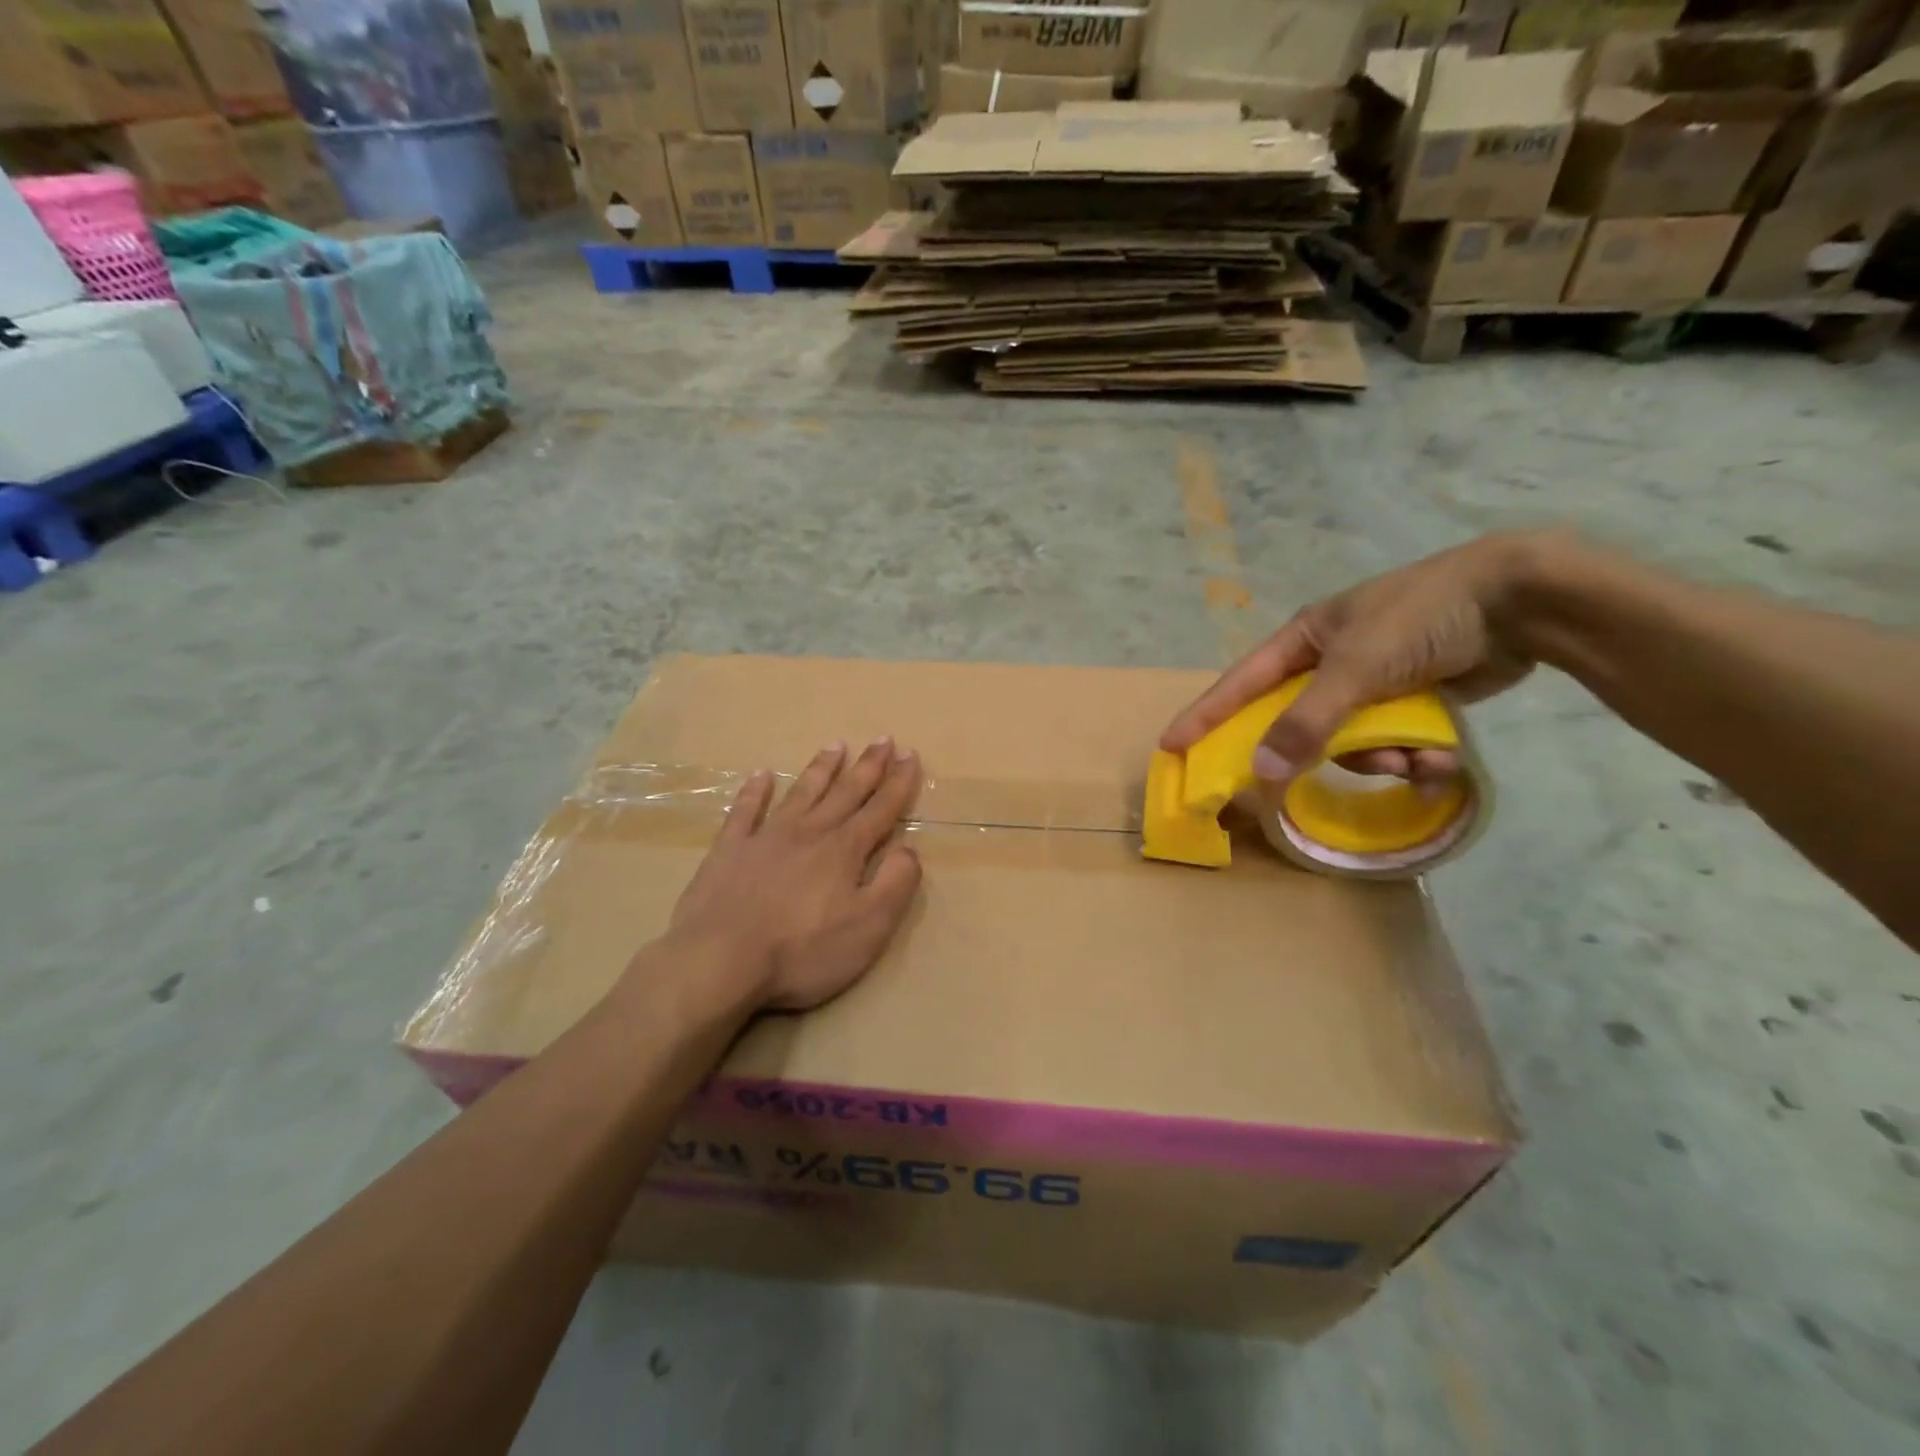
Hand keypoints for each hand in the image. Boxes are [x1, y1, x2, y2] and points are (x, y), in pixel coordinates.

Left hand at [665, 739, 923, 1011]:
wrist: (720, 959)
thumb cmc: (802, 949)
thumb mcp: (869, 926)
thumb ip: (896, 883)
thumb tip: (909, 848)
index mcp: (845, 850)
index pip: (881, 809)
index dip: (899, 782)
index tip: (910, 754)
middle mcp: (809, 832)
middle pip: (845, 792)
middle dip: (868, 766)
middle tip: (883, 739)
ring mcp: (766, 837)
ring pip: (801, 793)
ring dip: (821, 768)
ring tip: (836, 744)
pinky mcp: (729, 850)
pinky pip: (745, 811)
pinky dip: (754, 791)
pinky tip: (760, 775)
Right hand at [1161, 531, 1549, 786]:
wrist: (1521, 600)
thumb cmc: (1421, 618)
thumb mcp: (1356, 668)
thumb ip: (1307, 722)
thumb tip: (1261, 771)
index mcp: (1305, 640)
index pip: (1240, 684)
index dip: (1205, 716)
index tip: (1172, 746)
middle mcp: (1330, 663)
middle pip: (1295, 723)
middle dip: (1312, 753)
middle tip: (1289, 790)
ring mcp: (1372, 683)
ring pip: (1349, 742)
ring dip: (1378, 759)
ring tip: (1412, 759)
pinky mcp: (1411, 702)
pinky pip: (1391, 744)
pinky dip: (1412, 757)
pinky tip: (1438, 762)